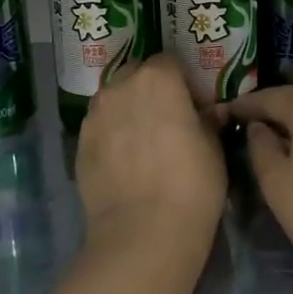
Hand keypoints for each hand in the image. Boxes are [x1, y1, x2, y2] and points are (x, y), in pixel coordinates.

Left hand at [76, 55, 227, 265]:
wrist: (141, 232)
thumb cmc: (191, 185)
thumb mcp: (214, 150)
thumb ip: (208, 122)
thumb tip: (210, 113)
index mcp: (158, 79)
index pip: (169, 61)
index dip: (182, 79)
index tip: (192, 103)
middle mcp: (120, 87)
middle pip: (136, 74)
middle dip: (150, 88)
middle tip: (166, 118)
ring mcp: (95, 114)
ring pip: (113, 99)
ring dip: (127, 109)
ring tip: (141, 140)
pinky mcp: (79, 142)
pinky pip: (99, 126)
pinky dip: (111, 134)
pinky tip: (123, 160)